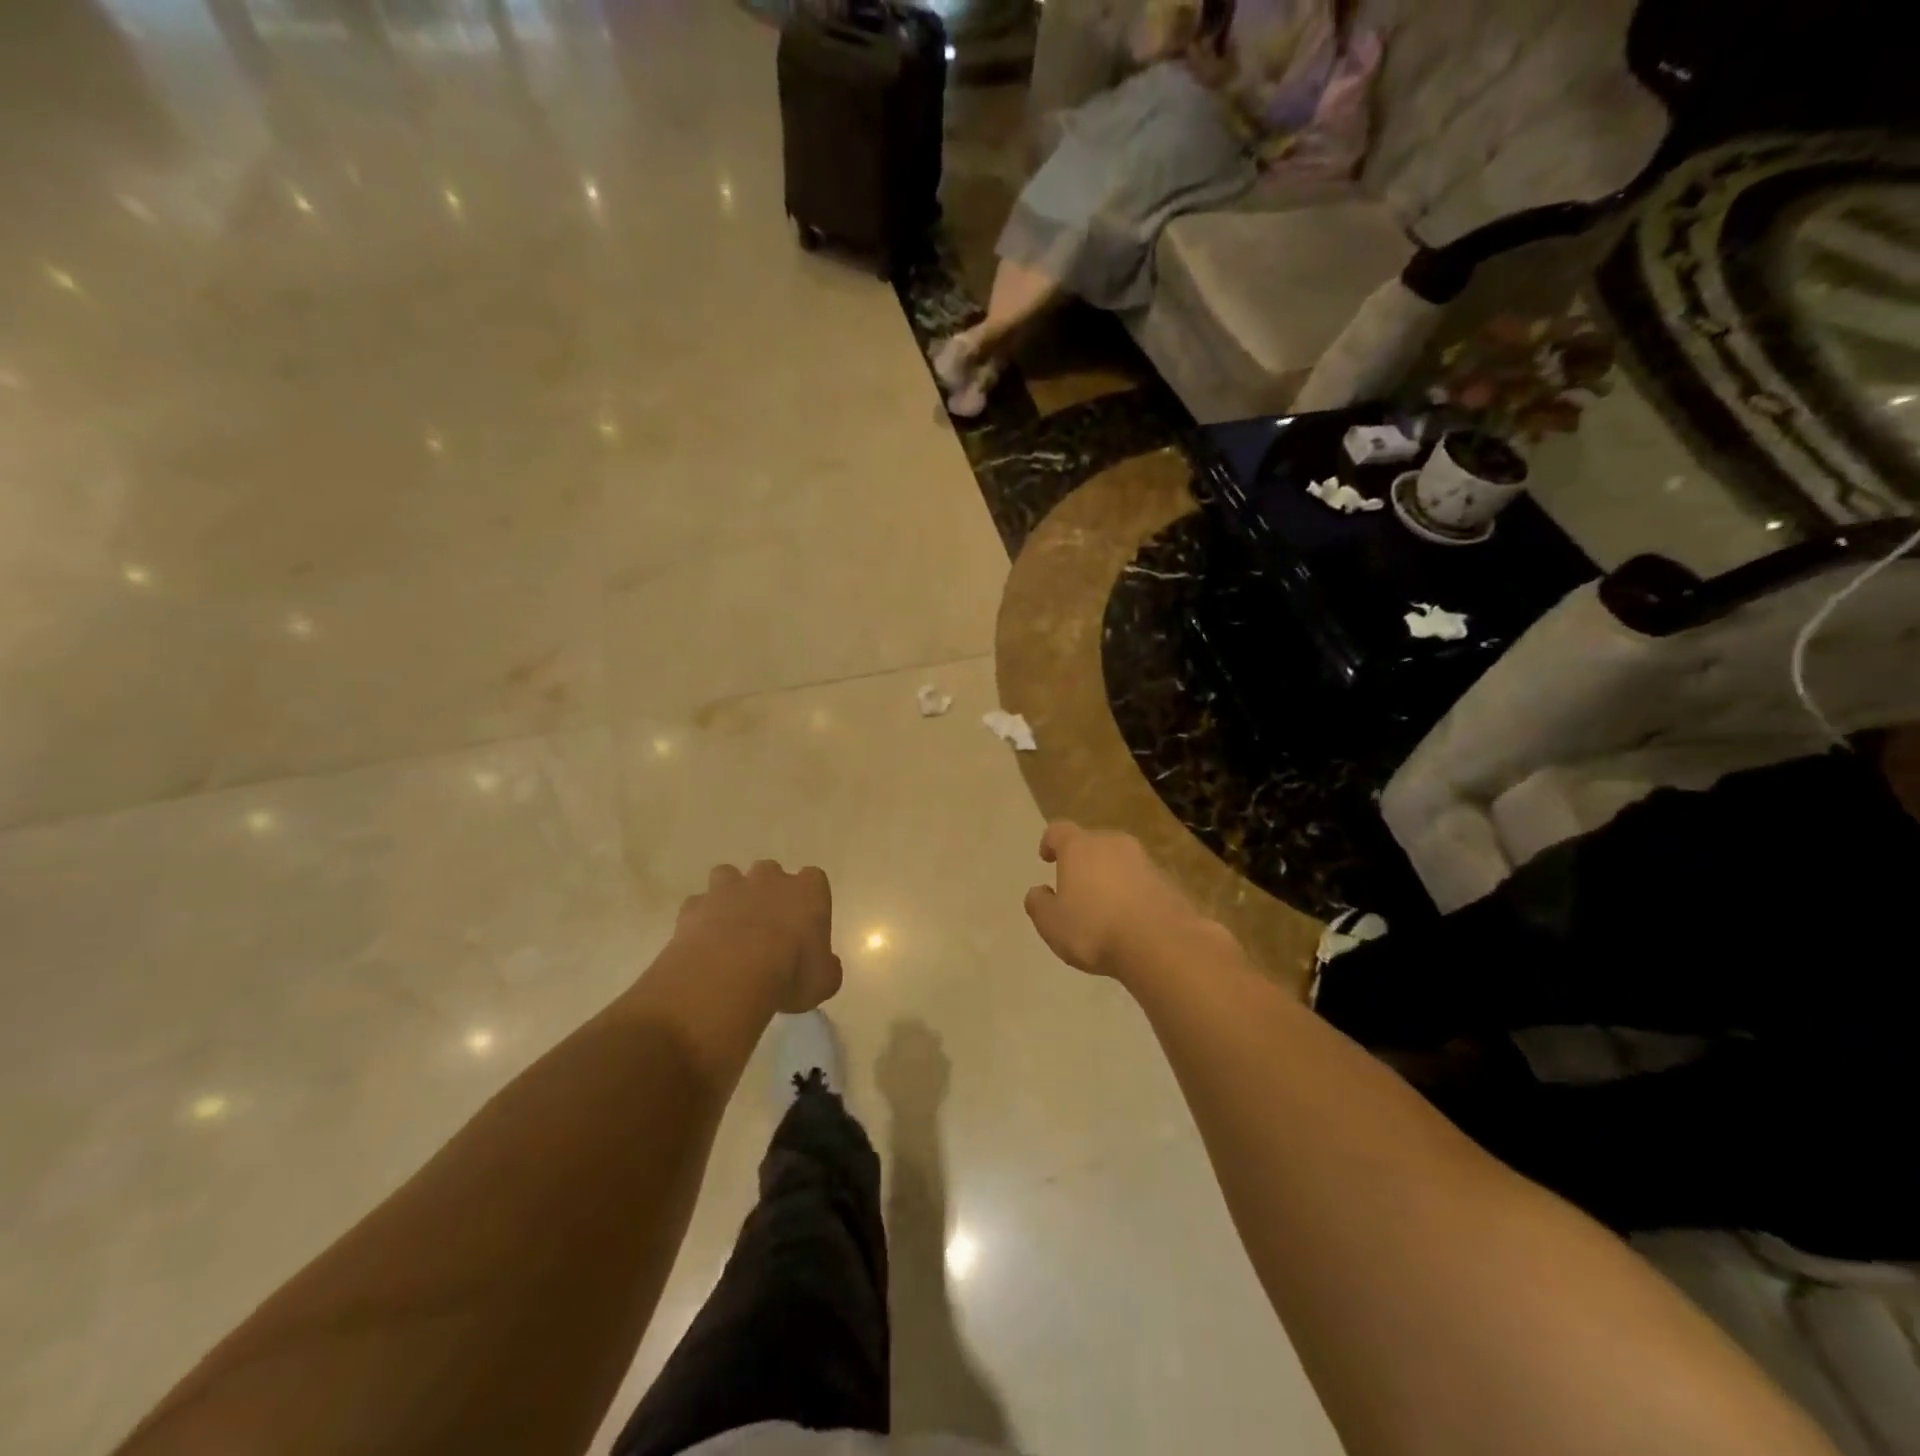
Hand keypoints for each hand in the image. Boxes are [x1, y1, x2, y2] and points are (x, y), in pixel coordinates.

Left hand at [675, 861, 841, 1012]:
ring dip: (730, 896)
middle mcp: (768, 880)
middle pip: (770, 872)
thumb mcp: (823, 983)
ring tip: (729, 928)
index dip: (809, 899)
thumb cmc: (789, 973)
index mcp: (807, 892)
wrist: (728, 975)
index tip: (805, 924)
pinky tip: (702, 944)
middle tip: (766, 926)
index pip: (814, 879)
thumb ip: (826, 968)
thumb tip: (823, 966)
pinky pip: (698, 906)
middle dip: (767, 892)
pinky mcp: (695, 906)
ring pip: (728, 877)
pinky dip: (700, 920)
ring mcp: (728, 889)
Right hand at [1023, 822, 1221, 978]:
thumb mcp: (1052, 924)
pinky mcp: (1169, 881)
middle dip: (1083, 860)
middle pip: (1093, 843)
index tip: (1047, 858)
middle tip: (1076, 885)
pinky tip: (1130, 919)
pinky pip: (1142, 881)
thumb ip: (1039, 904)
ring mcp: (1144, 860)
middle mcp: (1113, 843)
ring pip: (1120, 861)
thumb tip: (1038, 891)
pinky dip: (1133, 892)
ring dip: (1110, 876)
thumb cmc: (1095, 929)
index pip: (1059, 830)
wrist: (1162, 944)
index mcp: (1079, 847)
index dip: (1050, 842)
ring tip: (1105, 906)